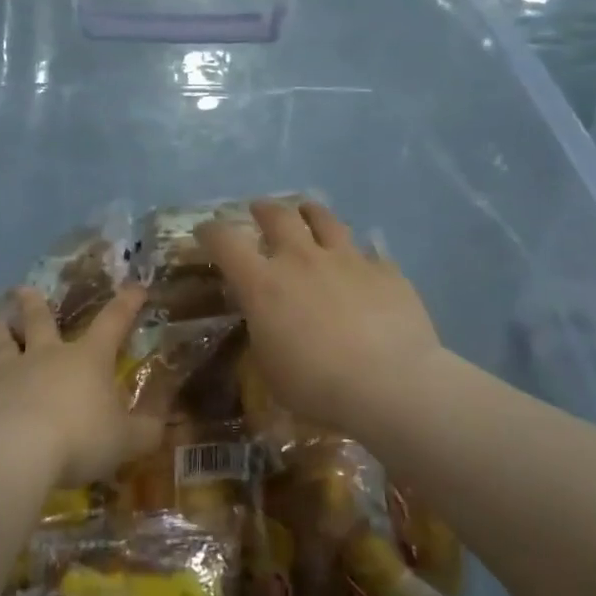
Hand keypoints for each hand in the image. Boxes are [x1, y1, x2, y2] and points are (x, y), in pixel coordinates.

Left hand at [0, 284, 163, 485]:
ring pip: (3, 344)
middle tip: (23, 289)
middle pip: (40, 321)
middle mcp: (48, 357)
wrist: (16, 451)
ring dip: (0, 332)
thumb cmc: (80, 438)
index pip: (113, 322)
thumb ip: (146, 431)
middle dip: (34, 303)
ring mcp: (11, 374)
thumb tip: (161, 423)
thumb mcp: (127, 440)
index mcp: (88, 358)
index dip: (127, 304)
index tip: (135, 287)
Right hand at [198, 200, 443, 433]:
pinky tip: (360, 264)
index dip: (211, 232)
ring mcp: (347, 260)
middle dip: (263, 210)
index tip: (206, 232)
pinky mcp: (385, 271)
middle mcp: (302, 260)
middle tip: (258, 211)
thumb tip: (267, 321)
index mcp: (263, 284)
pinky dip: (358, 255)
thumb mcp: (270, 367)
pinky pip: (368, 253)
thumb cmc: (317, 385)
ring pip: (324, 220)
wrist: (390, 384)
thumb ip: (264, 333)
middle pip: (278, 216)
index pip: (225, 242)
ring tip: (307, 213)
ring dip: (310, 213)